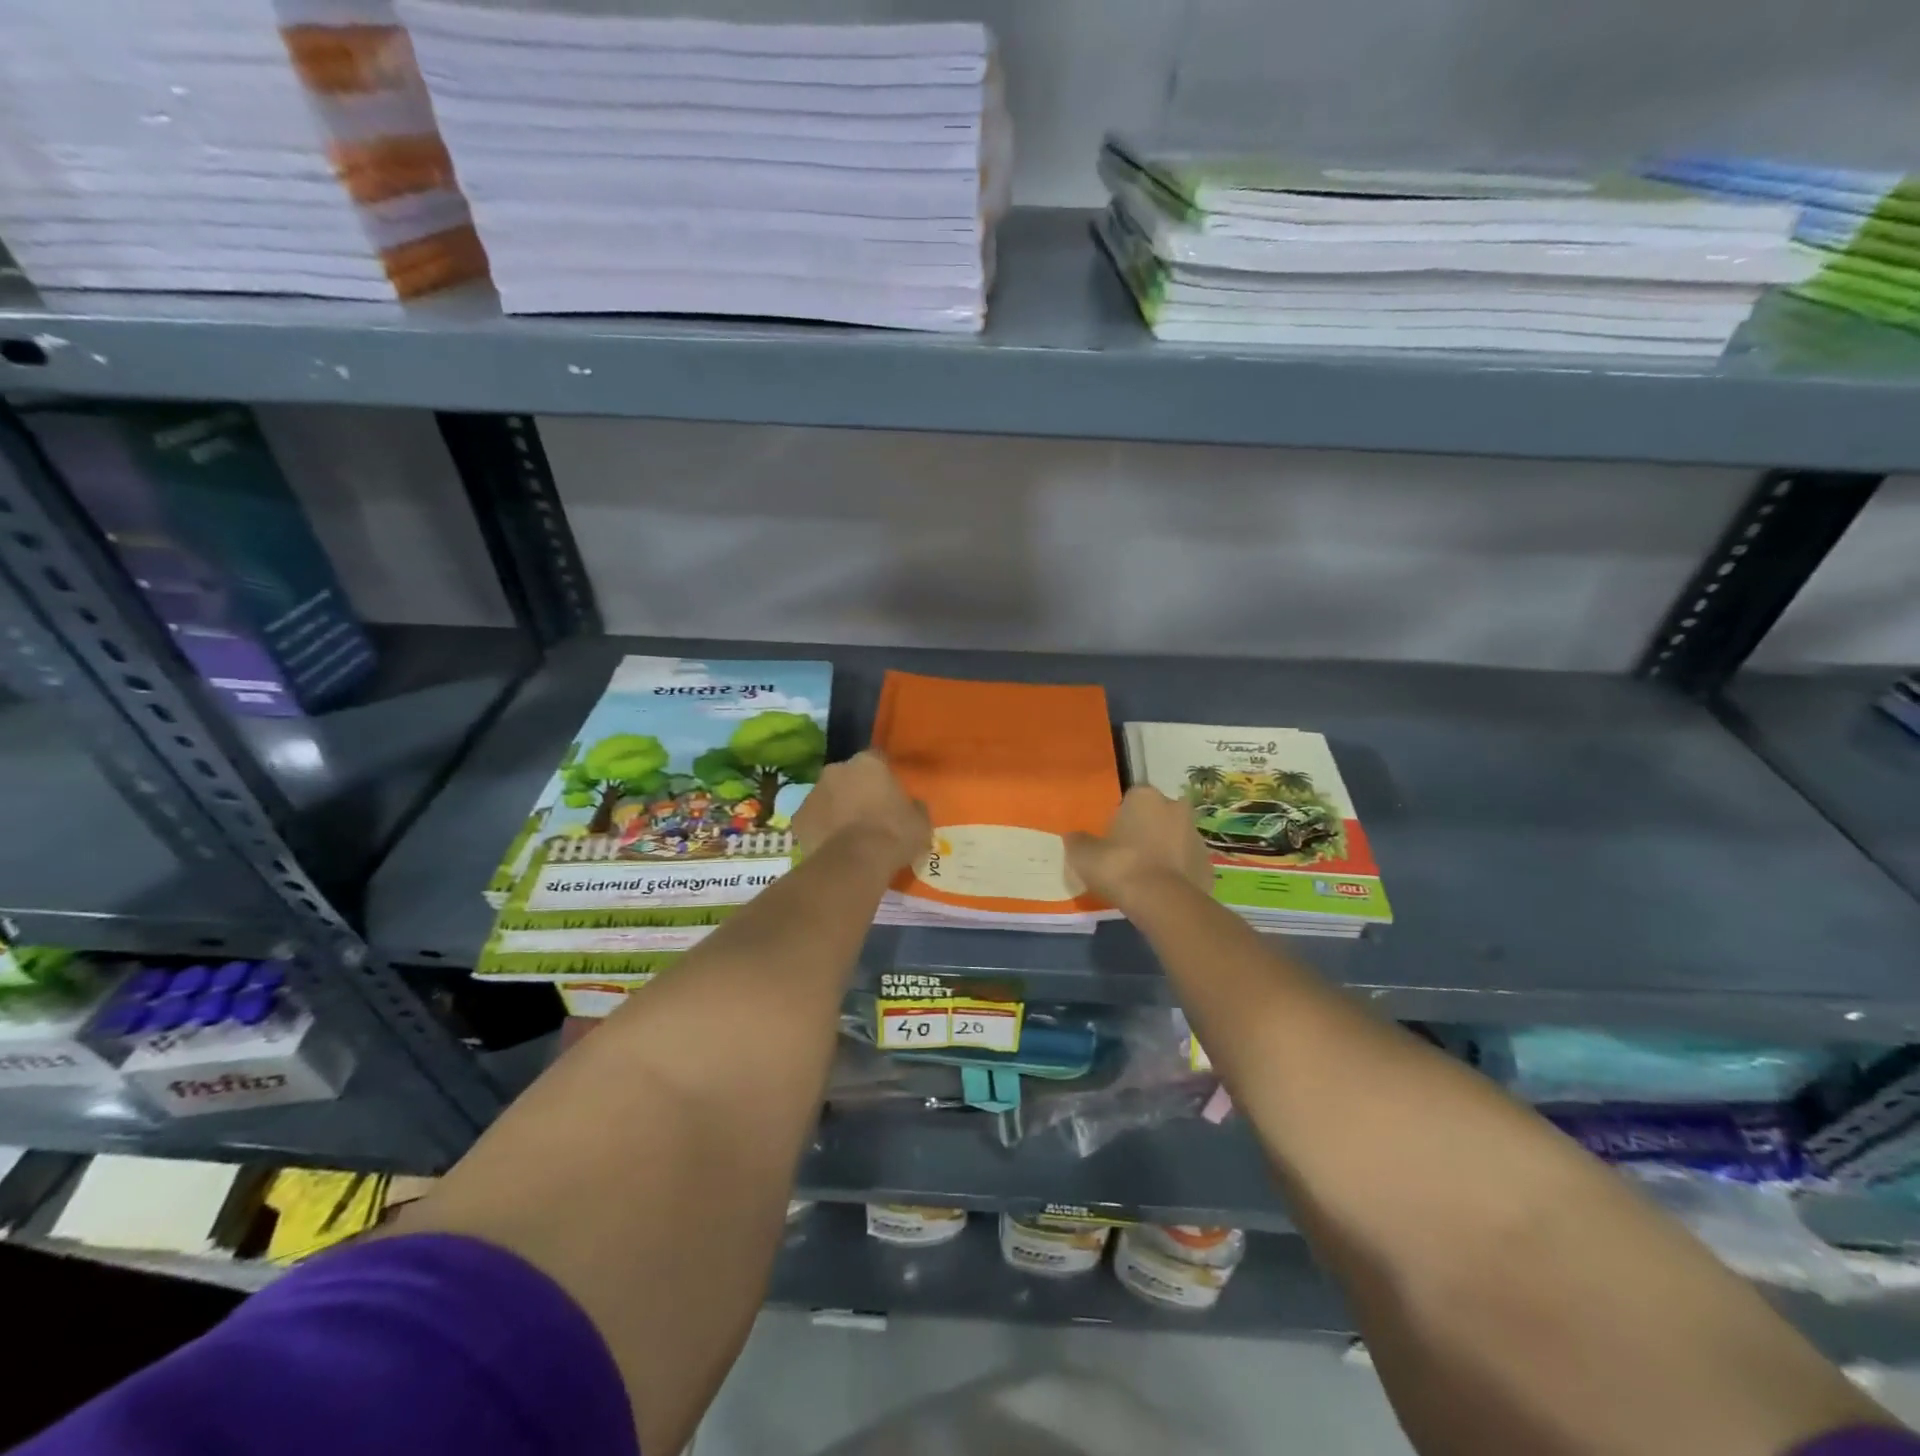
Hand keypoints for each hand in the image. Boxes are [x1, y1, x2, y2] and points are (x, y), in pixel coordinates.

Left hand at [793, 750, 931, 872]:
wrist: (854, 862)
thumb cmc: (893, 834)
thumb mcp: (920, 822)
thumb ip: (915, 808)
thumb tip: (913, 807)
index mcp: (868, 763)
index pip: (878, 761)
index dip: (884, 779)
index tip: (890, 797)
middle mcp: (837, 769)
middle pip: (848, 777)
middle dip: (856, 791)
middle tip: (869, 816)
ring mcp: (813, 792)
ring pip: (827, 797)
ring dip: (836, 809)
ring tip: (850, 836)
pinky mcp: (798, 818)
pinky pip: (813, 820)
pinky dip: (821, 830)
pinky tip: (833, 848)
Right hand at [1066, 786, 1212, 906]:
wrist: (1162, 902)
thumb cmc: (1119, 866)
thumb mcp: (1083, 854)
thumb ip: (1078, 841)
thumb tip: (1074, 837)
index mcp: (1145, 796)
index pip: (1131, 798)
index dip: (1121, 817)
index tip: (1112, 837)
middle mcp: (1175, 807)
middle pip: (1157, 815)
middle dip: (1147, 830)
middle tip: (1128, 855)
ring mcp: (1196, 835)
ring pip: (1174, 838)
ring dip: (1163, 850)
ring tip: (1145, 877)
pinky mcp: (1208, 864)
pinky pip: (1187, 863)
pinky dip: (1177, 873)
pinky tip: (1161, 891)